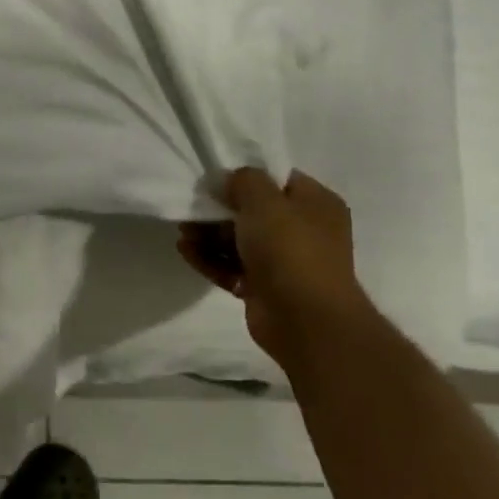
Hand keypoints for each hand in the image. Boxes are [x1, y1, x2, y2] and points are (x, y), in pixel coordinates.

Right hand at [177, 168, 372, 369]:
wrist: (305, 320)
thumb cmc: (290, 249)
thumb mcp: (264, 200)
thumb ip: (244, 180)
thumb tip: (230, 181)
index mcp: (316, 205)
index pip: (278, 181)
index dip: (246, 178)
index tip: (215, 180)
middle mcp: (304, 231)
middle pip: (253, 212)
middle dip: (218, 211)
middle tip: (190, 210)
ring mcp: (285, 262)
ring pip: (239, 241)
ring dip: (208, 236)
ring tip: (183, 234)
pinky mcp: (264, 288)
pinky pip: (232, 267)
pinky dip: (210, 259)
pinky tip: (185, 252)